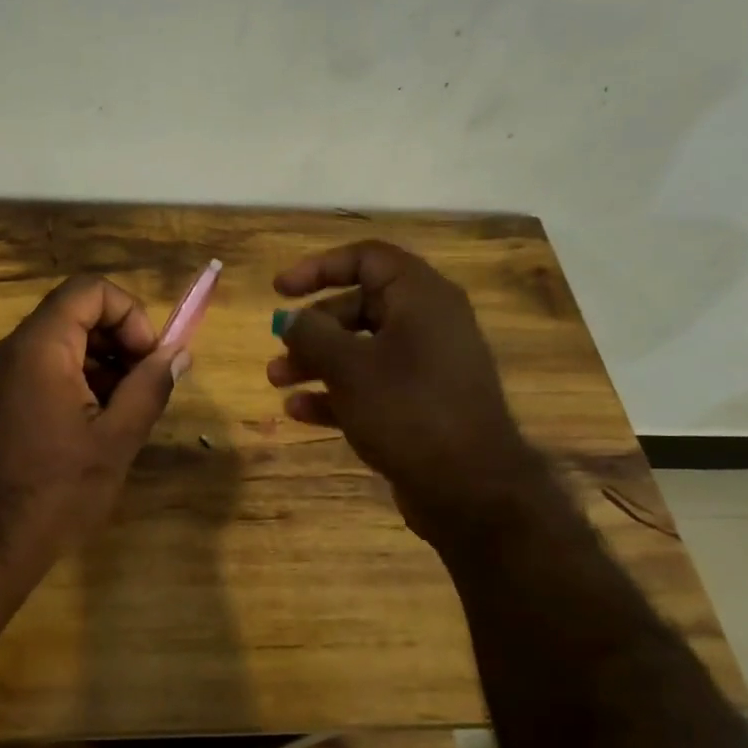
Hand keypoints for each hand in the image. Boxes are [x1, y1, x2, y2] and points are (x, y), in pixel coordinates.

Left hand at [0, 274, 187, 590]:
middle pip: (73, 314)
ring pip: (58, 343)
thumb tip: (178, 353)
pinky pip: (40, 370)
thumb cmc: (56, 492)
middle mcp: (10, 350)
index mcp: (39, 348)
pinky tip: (94, 425)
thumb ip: (150, 386)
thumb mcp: (116, 440)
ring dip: (100, 364)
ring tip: (124, 412)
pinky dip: (74, 381)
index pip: (88, 290)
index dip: (130, 314)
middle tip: (144, 386)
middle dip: (118, 340)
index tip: (149, 359)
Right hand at [267, 240, 544, 542]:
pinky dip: (335, 393)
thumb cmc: (408, 411)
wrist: (470, 489)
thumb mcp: (348, 367)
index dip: (319, 267)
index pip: (367, 258)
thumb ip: (311, 334)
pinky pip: (370, 385)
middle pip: (359, 305)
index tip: (280, 290)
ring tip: (277, 381)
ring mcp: (426, 367)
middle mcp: (427, 324)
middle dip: (312, 326)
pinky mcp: (420, 404)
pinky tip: (298, 412)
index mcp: (421, 298)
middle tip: (278, 344)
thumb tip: (291, 320)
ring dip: (315, 361)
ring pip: (361, 349)